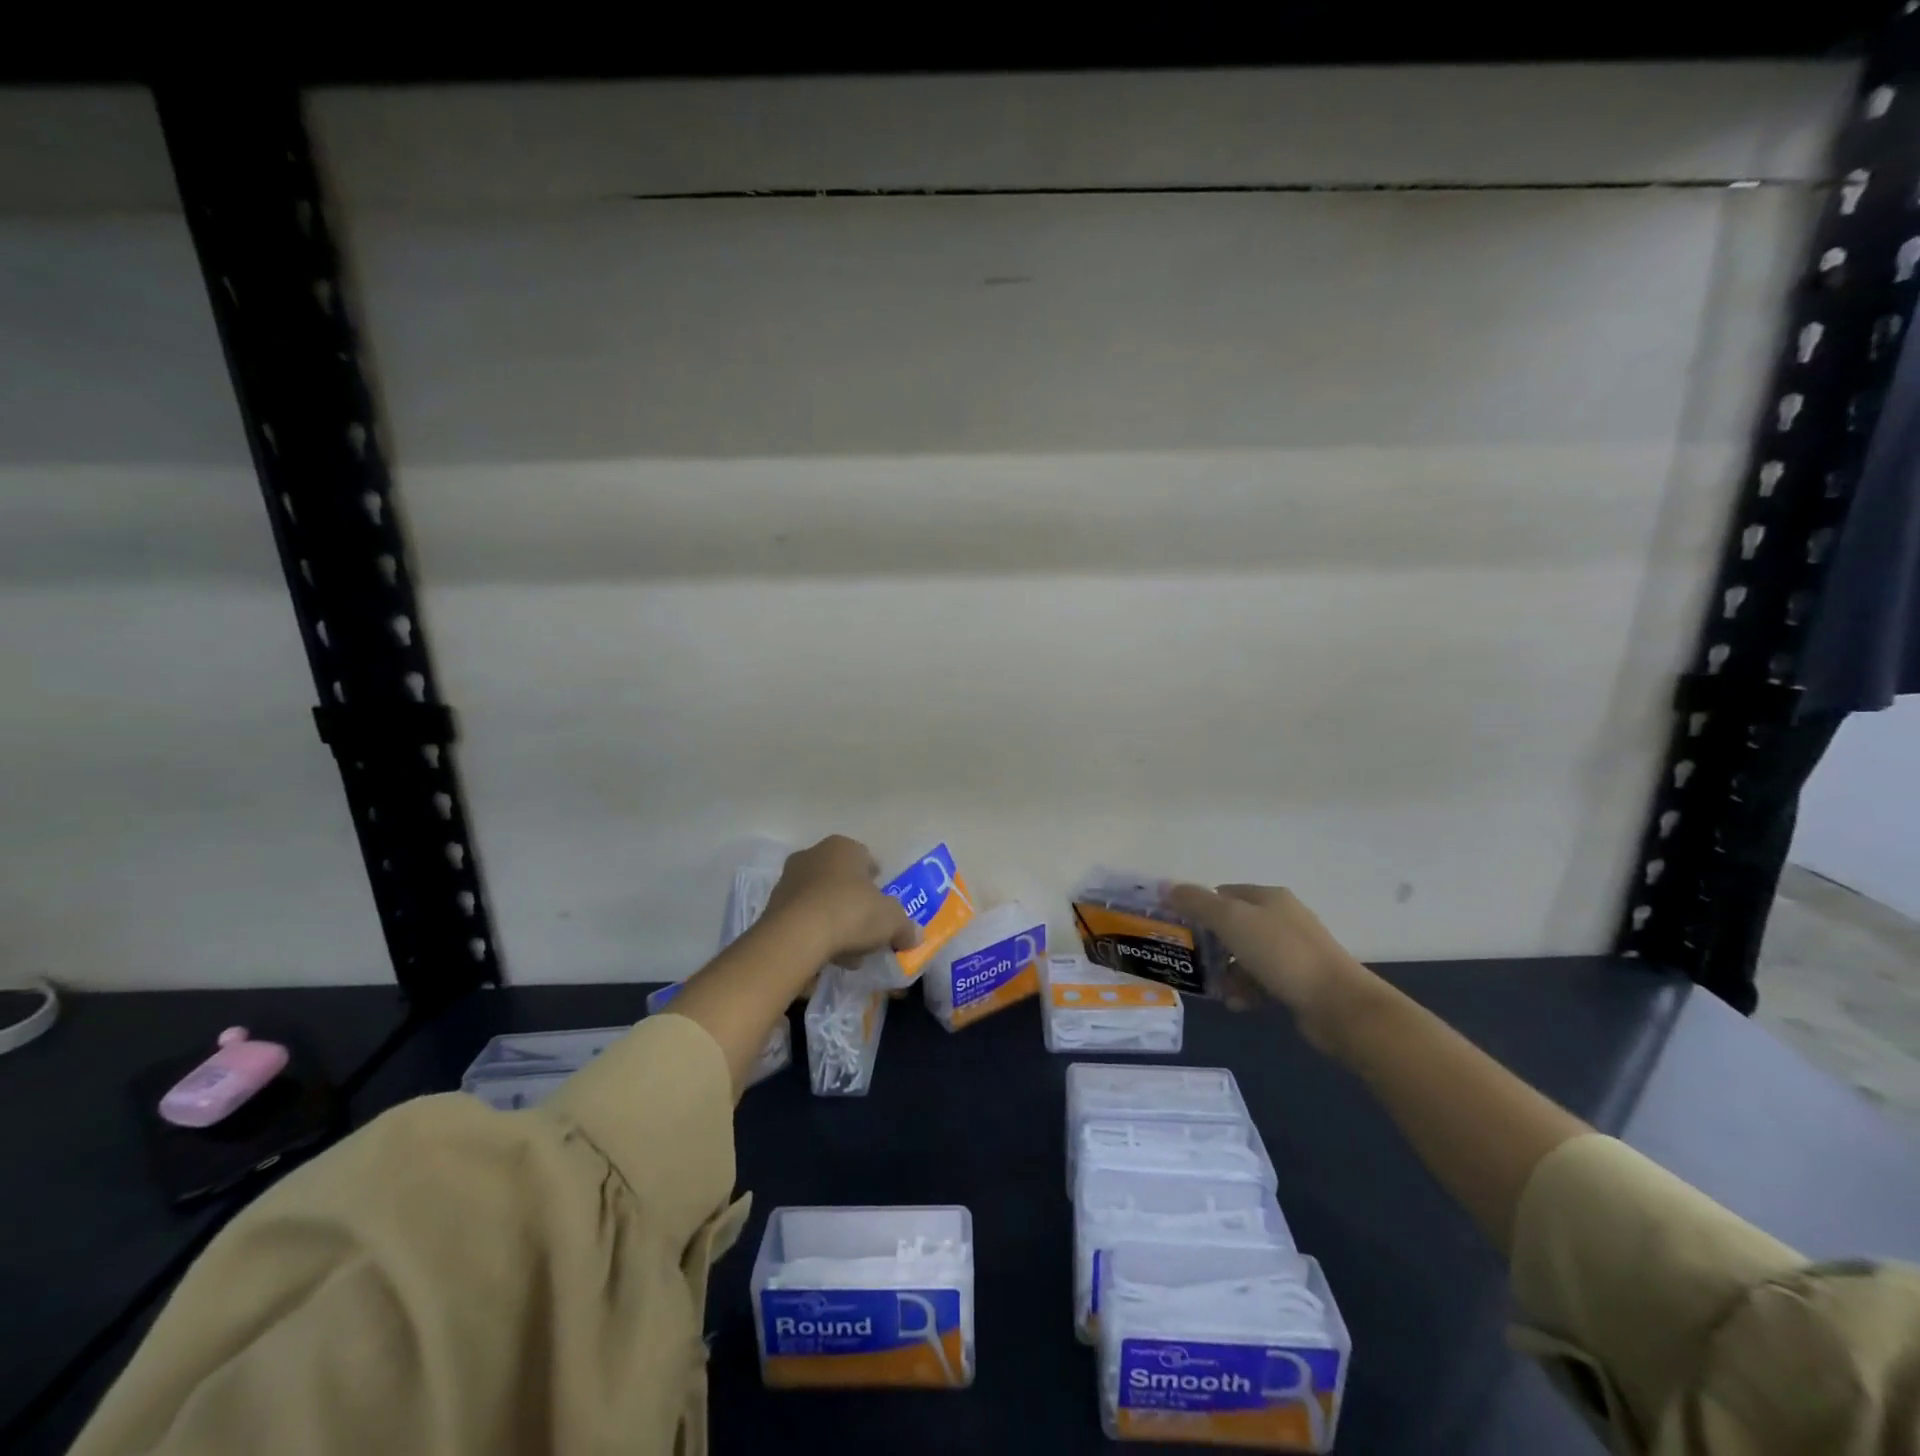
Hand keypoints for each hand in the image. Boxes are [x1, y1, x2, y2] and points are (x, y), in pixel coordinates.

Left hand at [764, 835, 919, 966]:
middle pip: (842, 879)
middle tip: (867, 928)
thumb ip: (905, 927)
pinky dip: (815, 932)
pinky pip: (803, 917)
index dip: (878, 882)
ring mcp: (789, 879)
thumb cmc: (850, 913)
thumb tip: (914, 936)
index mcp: (843, 847)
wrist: (796, 936)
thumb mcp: (891, 921)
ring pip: (821, 899)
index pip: (866, 858)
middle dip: (855, 902)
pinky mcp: (772, 906)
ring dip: (835, 920)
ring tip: (849, 950)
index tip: (884, 904)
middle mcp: (813, 855)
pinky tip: (827, 954)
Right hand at [1166, 883, 1379, 1052]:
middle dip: (1211, 946)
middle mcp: (1282, 919)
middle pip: (1233, 926)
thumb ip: (1196, 902)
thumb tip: (1164, 886)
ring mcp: (1293, 951)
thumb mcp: (1231, 920)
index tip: (1180, 928)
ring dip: (1227, 973)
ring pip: (1245, 957)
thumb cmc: (1281, 953)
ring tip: (1218, 991)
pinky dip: (1246, 991)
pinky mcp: (1299, 981)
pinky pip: (1261, 981)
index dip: (1199, 907)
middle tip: (1193, 962)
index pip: (1223, 893)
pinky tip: (1238, 1004)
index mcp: (1268, 897)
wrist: (1338, 1004)